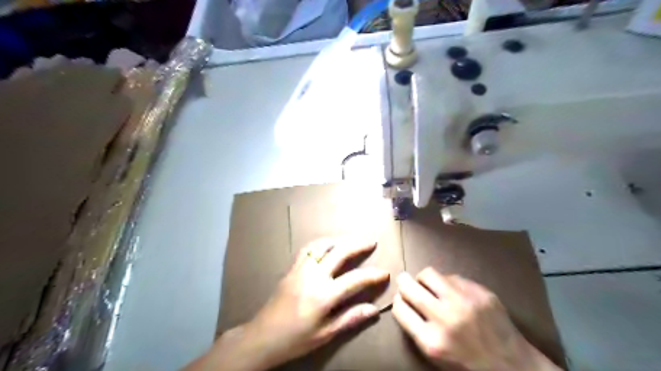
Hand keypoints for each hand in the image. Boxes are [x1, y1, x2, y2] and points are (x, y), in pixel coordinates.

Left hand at [185, 238, 388, 370]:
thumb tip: (374, 310)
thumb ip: (350, 319)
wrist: (263, 336)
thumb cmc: (296, 339)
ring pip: (323, 245)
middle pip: (340, 252)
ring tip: (350, 239)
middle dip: (358, 244)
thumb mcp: (325, 334)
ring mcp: (302, 269)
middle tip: (371, 241)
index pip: (355, 279)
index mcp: (324, 295)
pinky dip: (321, 243)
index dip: (373, 275)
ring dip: (339, 239)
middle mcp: (314, 276)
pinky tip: (327, 245)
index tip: (385, 273)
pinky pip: (308, 249)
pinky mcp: (292, 268)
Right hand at [394, 267, 559, 370]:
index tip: (400, 299)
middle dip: (403, 282)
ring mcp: (464, 301)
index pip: (400, 308)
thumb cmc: (469, 364)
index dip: (398, 301)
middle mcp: (445, 317)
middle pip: (409, 287)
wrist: (514, 367)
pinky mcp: (480, 292)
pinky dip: (447, 282)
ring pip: (429, 274)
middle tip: (405, 281)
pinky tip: (454, 292)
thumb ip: (417, 330)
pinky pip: (453, 276)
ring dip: (424, 279)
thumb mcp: (436, 357)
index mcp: (431, 341)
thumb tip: (404, 303)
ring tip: (430, 285)